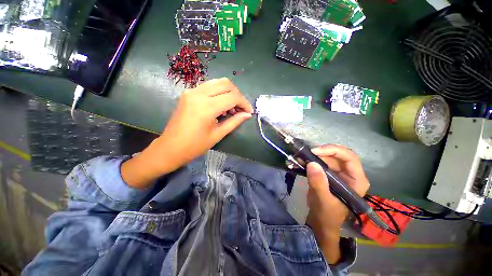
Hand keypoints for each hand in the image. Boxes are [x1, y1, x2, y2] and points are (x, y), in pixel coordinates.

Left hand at [121, 78, 252, 187]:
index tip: (249, 111)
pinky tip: (221, 105)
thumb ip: (234, 122)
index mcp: (206, 107)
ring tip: (232, 107)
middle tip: (241, 108)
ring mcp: (191, 91)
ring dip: (229, 92)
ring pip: (217, 82)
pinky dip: (219, 92)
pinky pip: (209, 86)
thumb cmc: (195, 146)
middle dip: (238, 95)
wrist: (170, 147)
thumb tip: (247, 115)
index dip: (244, 103)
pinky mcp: (188, 93)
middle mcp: (198, 94)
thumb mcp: (218, 134)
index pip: (232, 97)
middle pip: (226, 84)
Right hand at [305, 145, 368, 263]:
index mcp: (357, 181)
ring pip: (329, 157)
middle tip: (307, 153)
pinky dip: (312, 159)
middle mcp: (350, 174)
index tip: (315, 151)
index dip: (333, 151)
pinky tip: (302, 160)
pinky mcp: (330, 174)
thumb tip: (312, 164)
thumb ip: (318, 183)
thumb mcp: (322, 200)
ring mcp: (340, 173)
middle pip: (339, 155)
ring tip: (302, 156)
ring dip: (315, 155)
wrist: (321, 221)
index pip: (350, 158)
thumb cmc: (326, 215)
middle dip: (322, 152)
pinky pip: (322, 161)